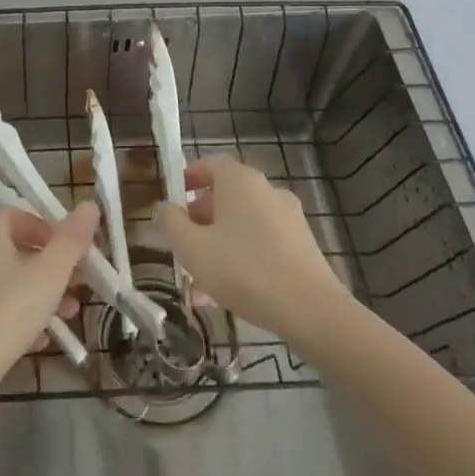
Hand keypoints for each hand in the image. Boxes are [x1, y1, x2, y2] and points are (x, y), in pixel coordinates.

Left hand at [0, 203, 99, 391]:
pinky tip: (45, 339)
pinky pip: (1, 311)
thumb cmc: (9, 311)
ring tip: (71, 312)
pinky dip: (25, 318)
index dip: (44, 226)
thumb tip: (89, 204)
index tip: (69, 246)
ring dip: (43, 293)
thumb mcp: (50, 273)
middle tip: (80, 281)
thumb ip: (72, 240)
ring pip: (12, 283)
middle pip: (17, 250)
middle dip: (52, 264)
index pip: (15, 215)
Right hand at [154, 158, 349, 340]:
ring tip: (202, 281)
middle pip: (226, 195)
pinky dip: (243, 256)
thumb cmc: (243, 270)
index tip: (174, 199)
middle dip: (201, 219)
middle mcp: (267, 190)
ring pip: (243, 224)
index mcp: (240, 181)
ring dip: (219, 243)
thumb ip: (171, 223)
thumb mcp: (192, 248)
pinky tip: (231, 292)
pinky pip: (263, 242)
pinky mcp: (303, 245)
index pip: (210, 164)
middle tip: (184, 244)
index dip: (189, 178)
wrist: (312, 311)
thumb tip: (163, 207)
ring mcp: (289, 217)